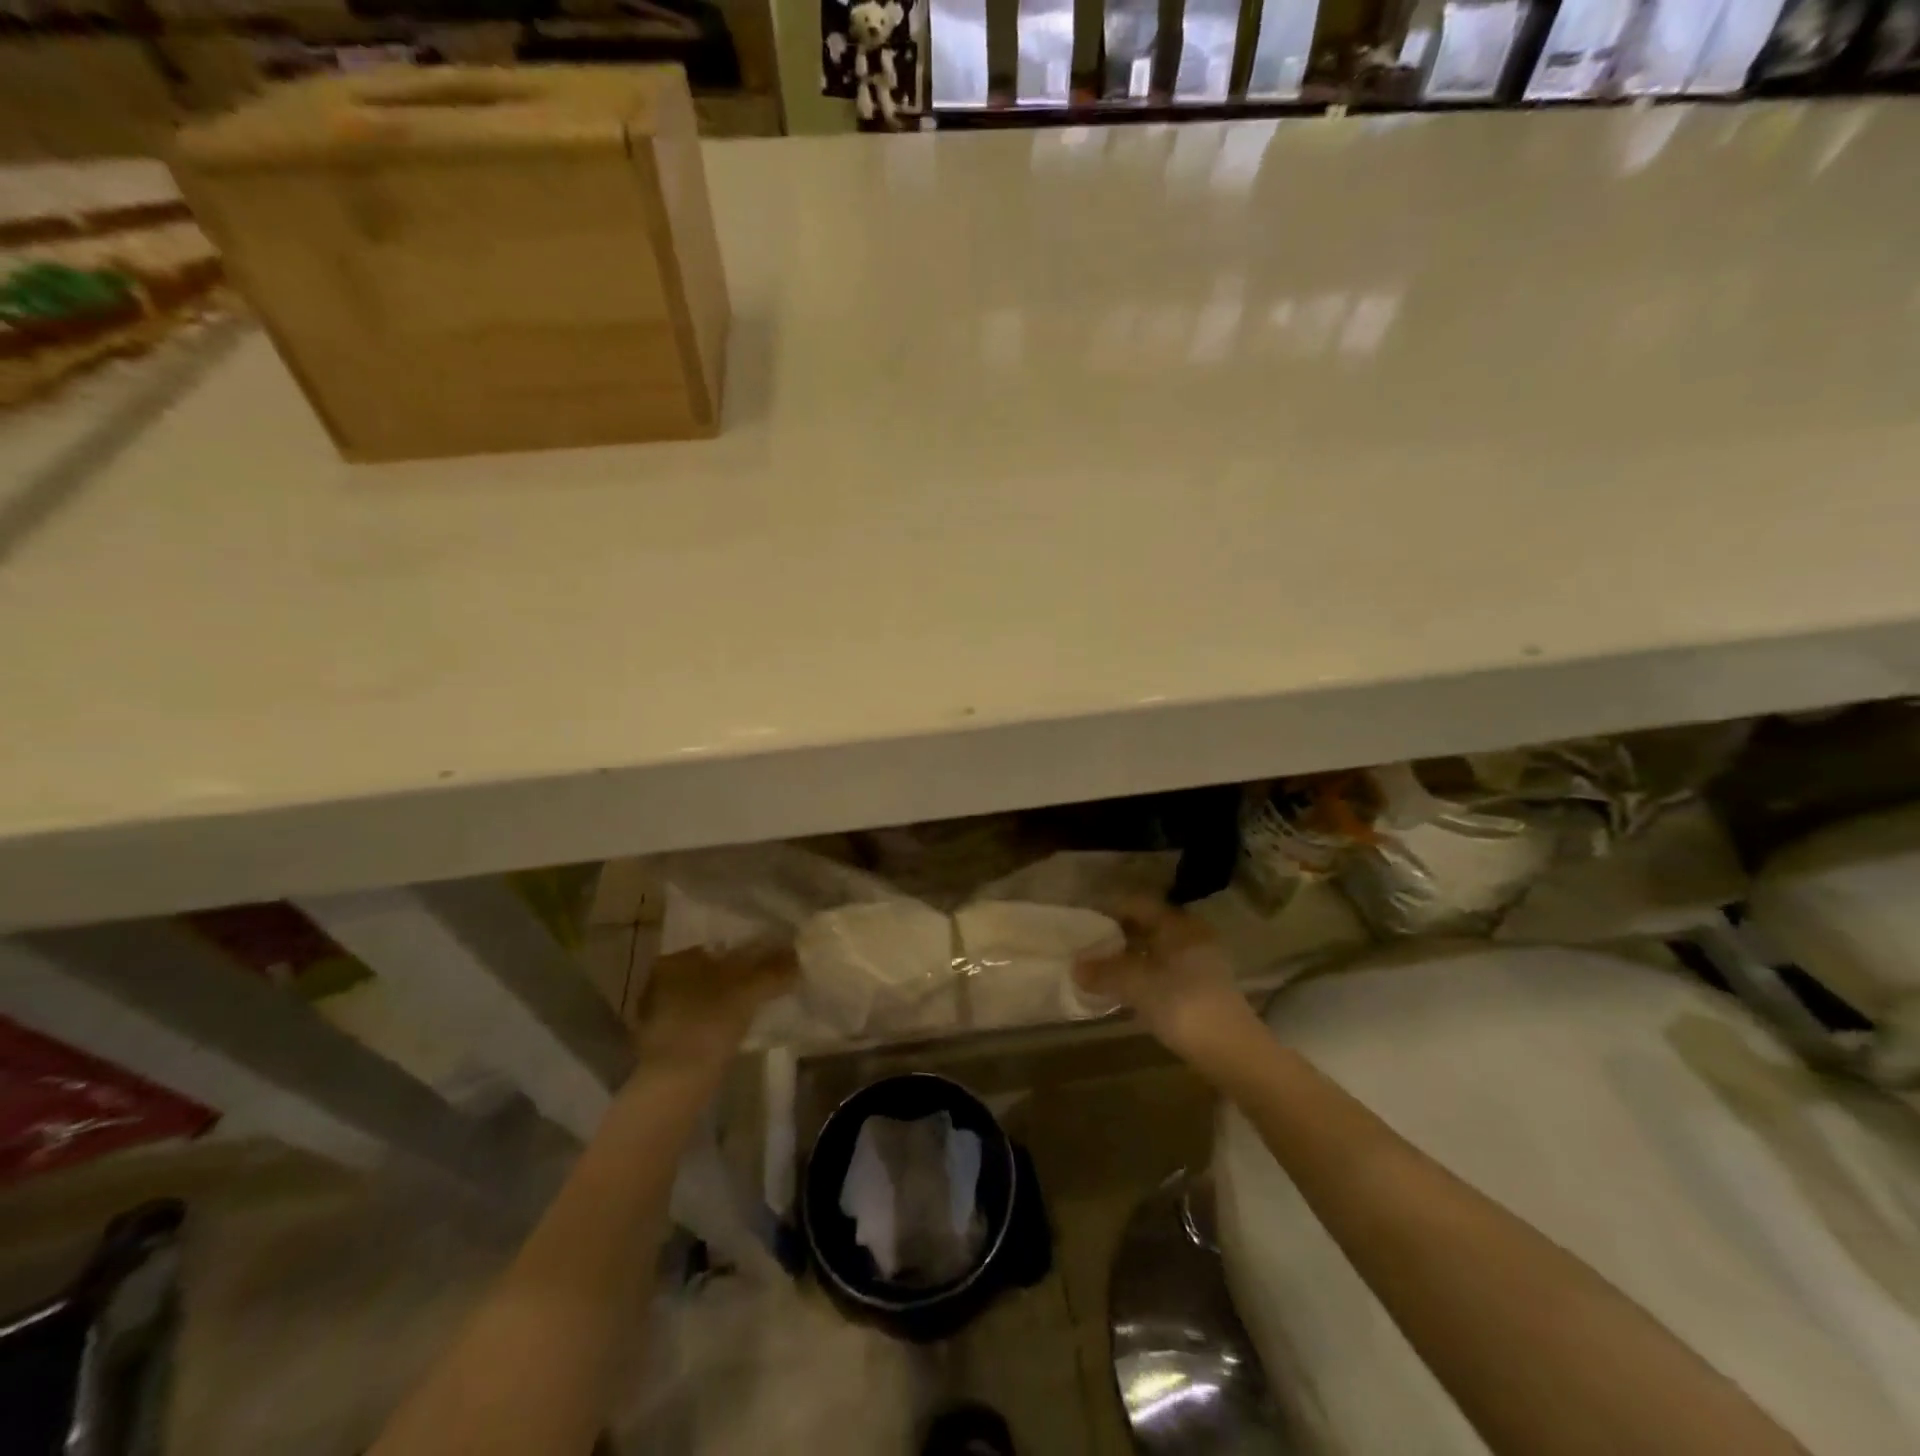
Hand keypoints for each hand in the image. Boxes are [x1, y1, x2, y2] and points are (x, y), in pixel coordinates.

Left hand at [631, 945, 796, 1076]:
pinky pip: (697, 1023)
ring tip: (756, 1010)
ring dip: (727, 1003)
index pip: (719, 949)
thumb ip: (774, 971)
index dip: (748, 955)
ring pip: (703, 999)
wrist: (673, 1084)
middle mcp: (659, 983)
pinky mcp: (660, 1044)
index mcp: (675, 961)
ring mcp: (656, 1015)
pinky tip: (734, 1033)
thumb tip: (798, 956)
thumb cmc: (708, 1024)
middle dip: (737, 979)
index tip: (772, 965)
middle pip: (711, 974)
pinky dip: (716, 1024)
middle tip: (767, 987)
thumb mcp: (748, 992)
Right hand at [1073, 901, 1261, 1067]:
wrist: (1231, 1051)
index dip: (1108, 909)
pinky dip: (1144, 974)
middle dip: (1117, 935)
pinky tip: (1127, 990)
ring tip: (1102, 969)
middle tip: (1089, 946)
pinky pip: (1165, 969)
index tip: (1084, 922)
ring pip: (1157, 949)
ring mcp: (1201, 961)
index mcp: (1178, 924)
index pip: (1137, 904)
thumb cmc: (1181, 1004)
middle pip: (1147, 925)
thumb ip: (1104, 971)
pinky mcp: (1203, 987)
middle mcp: (1191, 935)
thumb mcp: (1135, 984)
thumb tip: (1075, 966)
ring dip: (1130, 957)